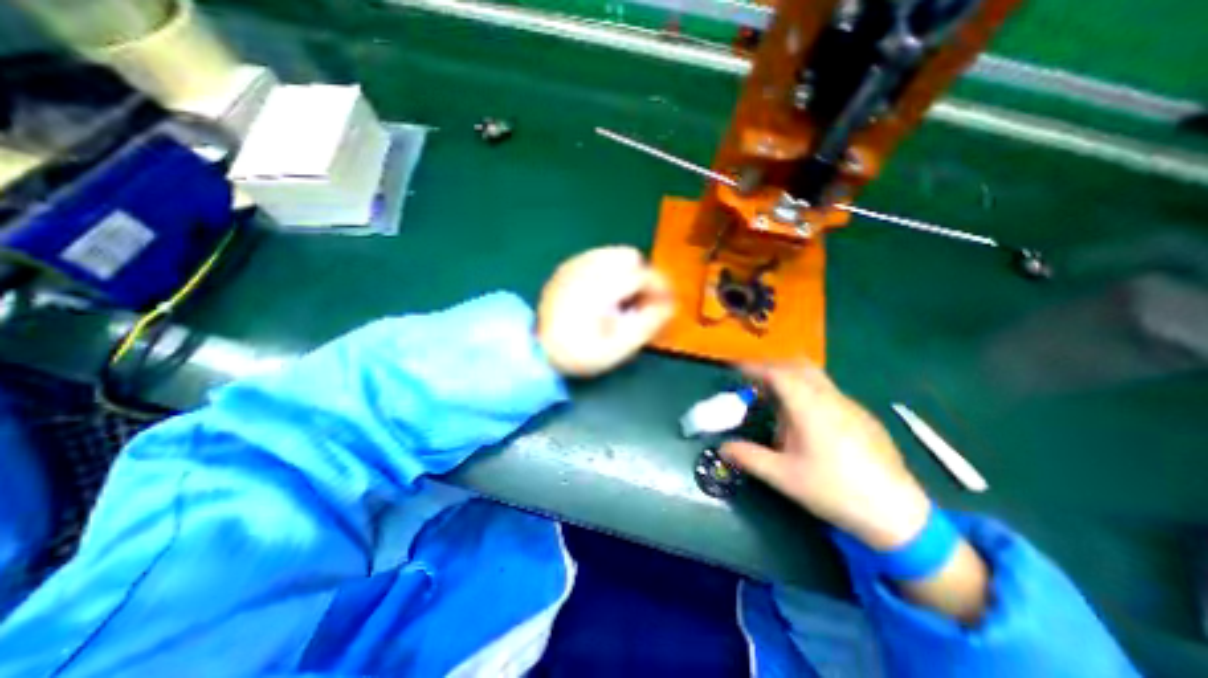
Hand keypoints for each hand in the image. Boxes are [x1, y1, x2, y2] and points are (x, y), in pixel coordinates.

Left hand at [540, 246, 676, 377]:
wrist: (537, 350)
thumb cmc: (581, 352)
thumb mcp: (619, 347)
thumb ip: (648, 323)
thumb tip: (670, 304)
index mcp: (599, 289)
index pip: (641, 275)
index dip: (660, 287)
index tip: (667, 302)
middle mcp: (586, 268)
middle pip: (629, 255)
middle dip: (643, 276)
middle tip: (643, 301)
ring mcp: (574, 265)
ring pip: (614, 253)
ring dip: (627, 271)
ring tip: (624, 298)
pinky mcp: (567, 267)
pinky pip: (598, 257)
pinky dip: (610, 270)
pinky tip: (605, 293)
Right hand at [722, 363, 925, 546]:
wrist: (898, 515)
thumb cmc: (834, 490)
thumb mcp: (783, 477)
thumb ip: (749, 457)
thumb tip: (722, 447)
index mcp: (809, 407)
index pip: (778, 373)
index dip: (755, 367)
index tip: (736, 370)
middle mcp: (831, 398)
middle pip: (799, 366)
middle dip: (774, 367)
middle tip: (754, 379)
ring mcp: (851, 406)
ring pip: (816, 378)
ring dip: (792, 379)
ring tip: (776, 401)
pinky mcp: (863, 417)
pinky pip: (829, 392)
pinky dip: (809, 392)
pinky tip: (807, 421)